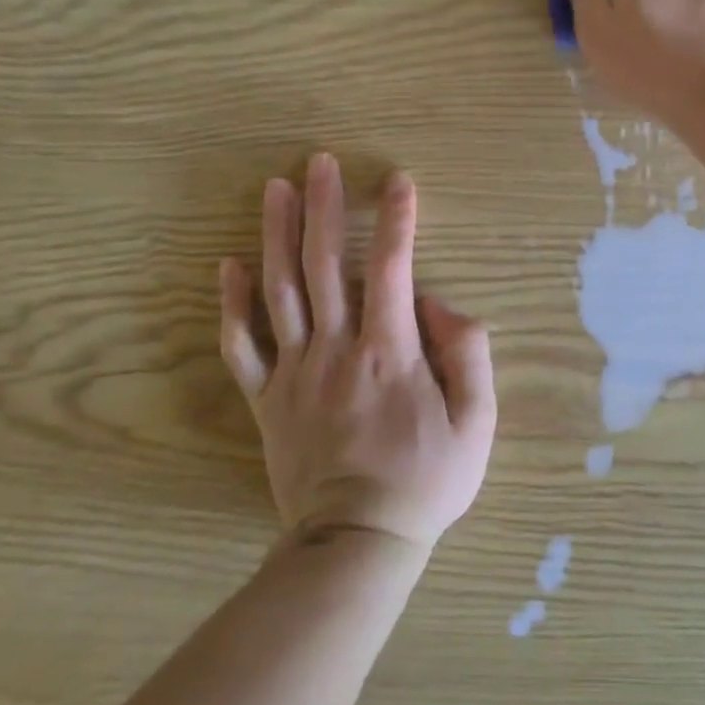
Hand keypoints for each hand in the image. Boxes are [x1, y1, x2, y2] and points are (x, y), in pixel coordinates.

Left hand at [218, 154, 496, 553]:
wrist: (357, 543)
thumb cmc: (426, 481)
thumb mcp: (477, 423)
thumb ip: (466, 354)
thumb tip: (440, 304)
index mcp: (389, 352)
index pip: (395, 268)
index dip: (398, 219)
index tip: (398, 180)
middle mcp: (336, 349)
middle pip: (326, 264)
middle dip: (324, 207)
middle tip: (318, 161)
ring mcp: (295, 373)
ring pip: (280, 291)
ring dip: (276, 235)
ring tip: (275, 189)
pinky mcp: (267, 400)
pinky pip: (241, 346)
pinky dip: (231, 304)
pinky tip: (228, 265)